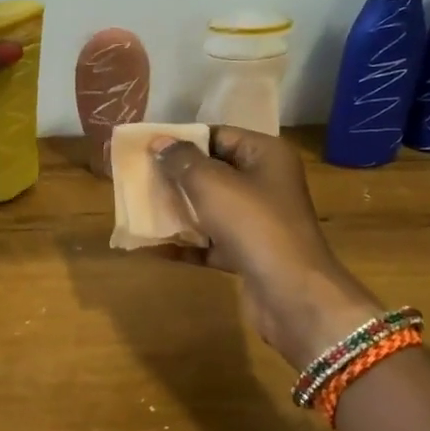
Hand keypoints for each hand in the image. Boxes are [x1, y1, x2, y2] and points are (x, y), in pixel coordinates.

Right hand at [150, 128, 380, 366]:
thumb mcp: (211, 183)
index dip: (183, 140)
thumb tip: (158, 142)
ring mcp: (257, 221)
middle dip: (175, 176)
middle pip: (212, 171)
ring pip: (209, 207)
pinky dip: (185, 243)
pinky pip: (210, 241)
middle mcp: (265, 183)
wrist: (291, 294)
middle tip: (137, 177)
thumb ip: (182, 160)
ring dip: (177, 209)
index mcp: (266, 155)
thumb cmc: (253, 224)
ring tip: (138, 207)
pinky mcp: (248, 253)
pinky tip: (151, 246)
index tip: (147, 147)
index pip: (218, 136)